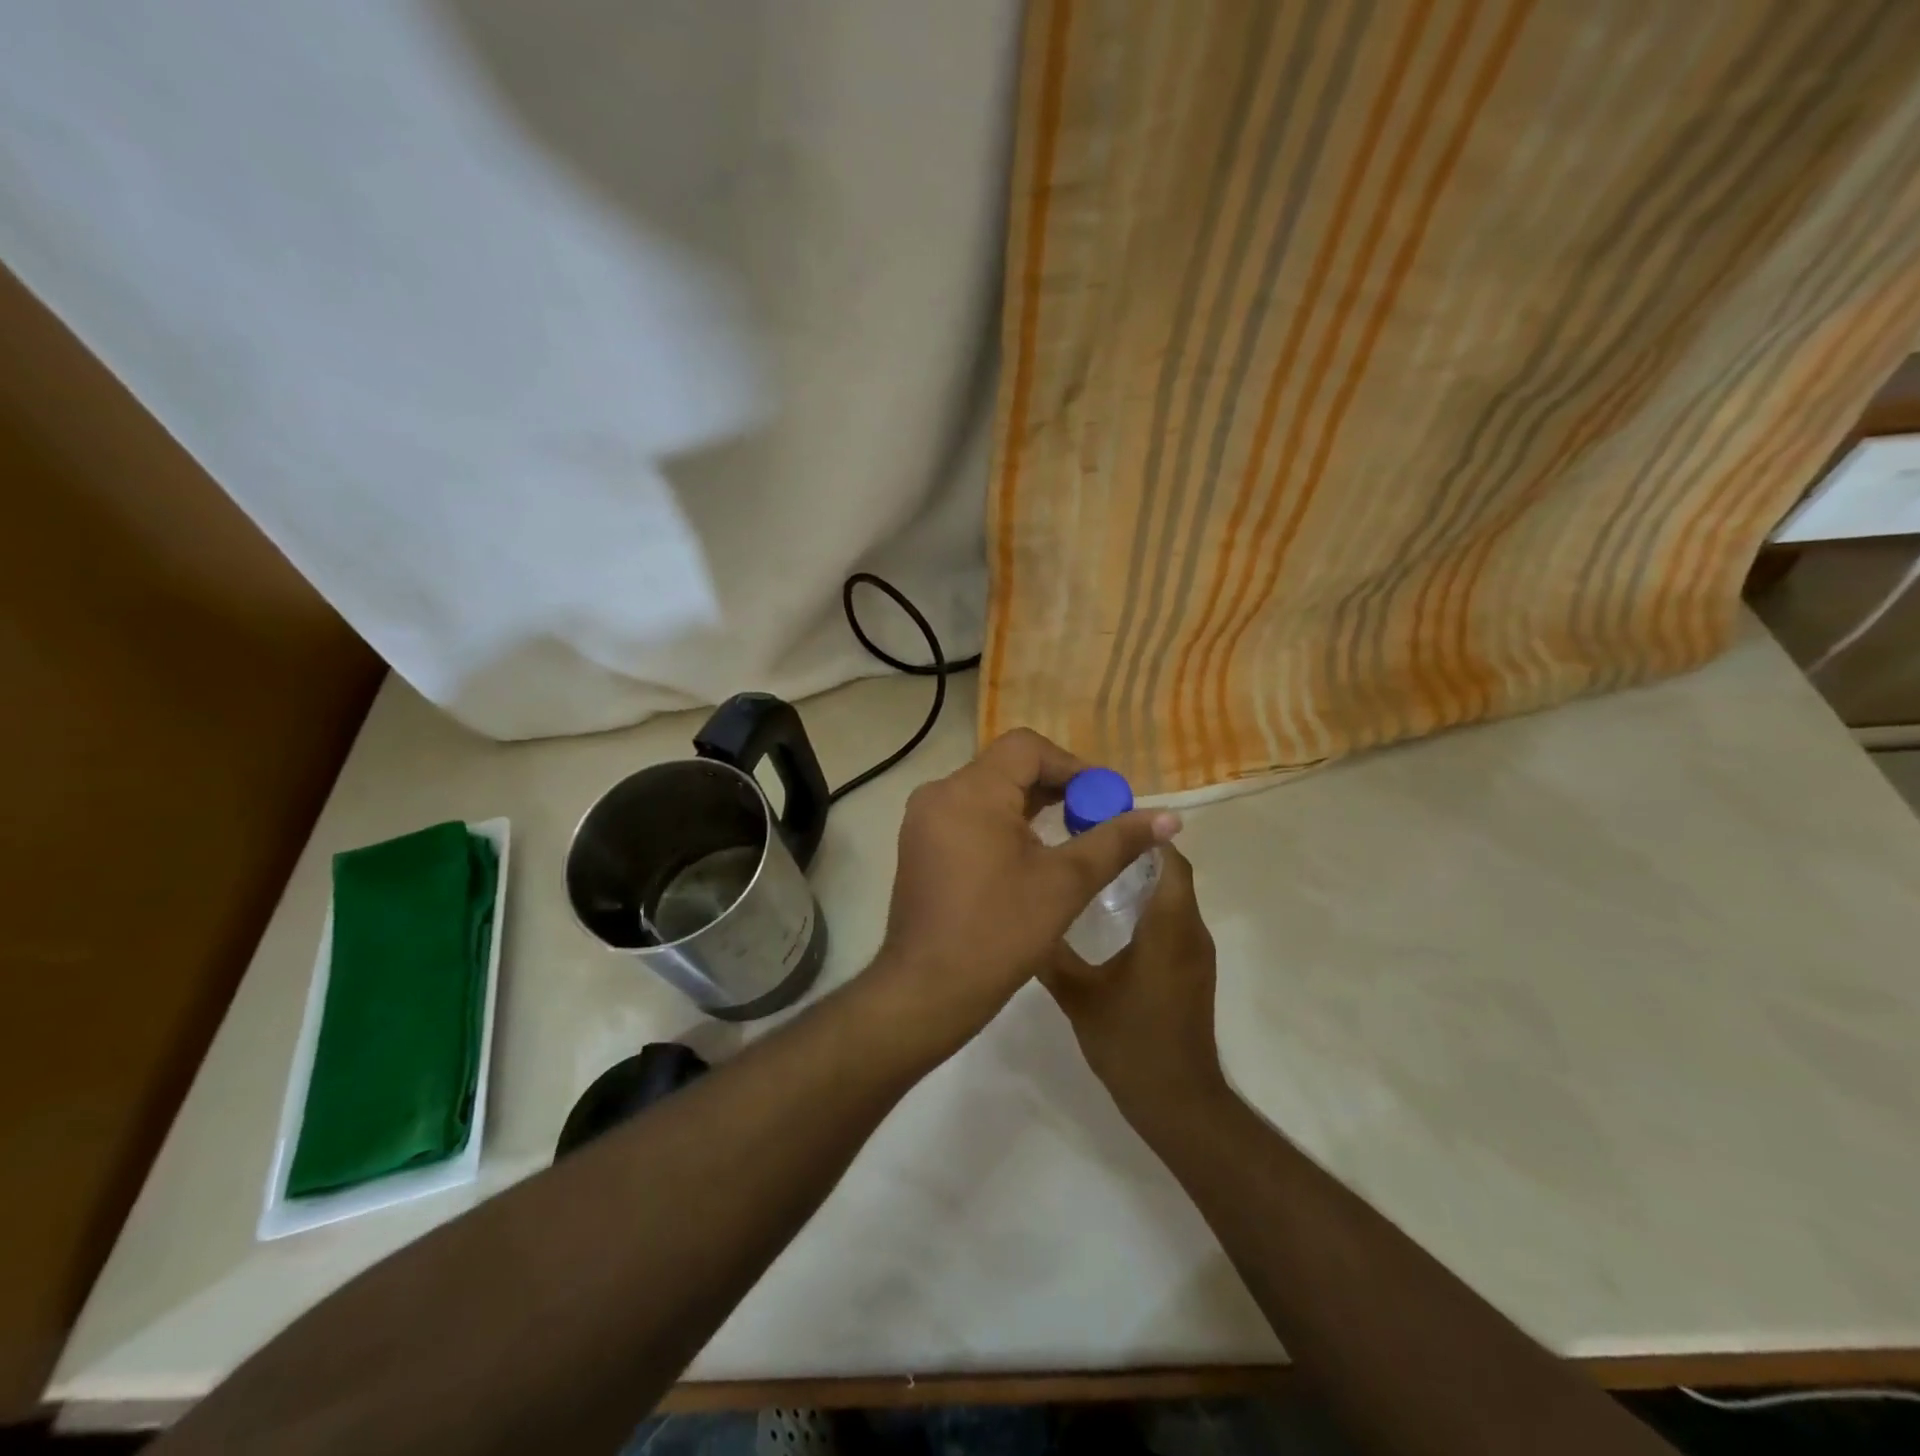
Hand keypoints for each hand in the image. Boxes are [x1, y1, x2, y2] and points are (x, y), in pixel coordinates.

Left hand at [871, 729, 1180, 1053]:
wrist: (928, 989)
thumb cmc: (999, 932)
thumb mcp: (1065, 883)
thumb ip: (1116, 841)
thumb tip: (1169, 817)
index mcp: (970, 791)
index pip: (1027, 748)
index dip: (1073, 766)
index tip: (1104, 800)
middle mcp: (939, 793)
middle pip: (1007, 767)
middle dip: (1056, 787)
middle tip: (1095, 819)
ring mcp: (923, 820)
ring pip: (987, 791)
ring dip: (1030, 806)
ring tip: (1070, 835)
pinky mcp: (920, 844)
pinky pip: (968, 814)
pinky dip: (1003, 822)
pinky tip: (1030, 854)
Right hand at [1040, 846, 1227, 1127]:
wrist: (1177, 1101)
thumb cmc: (1131, 1041)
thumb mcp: (1079, 995)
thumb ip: (1051, 953)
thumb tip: (1023, 918)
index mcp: (1169, 927)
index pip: (1168, 860)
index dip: (1141, 835)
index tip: (1101, 821)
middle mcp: (1190, 931)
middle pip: (1171, 873)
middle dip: (1135, 852)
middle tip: (1087, 842)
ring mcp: (1195, 953)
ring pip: (1173, 897)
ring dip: (1141, 878)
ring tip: (1092, 871)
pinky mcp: (1191, 970)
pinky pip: (1172, 920)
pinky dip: (1147, 905)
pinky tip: (1109, 915)